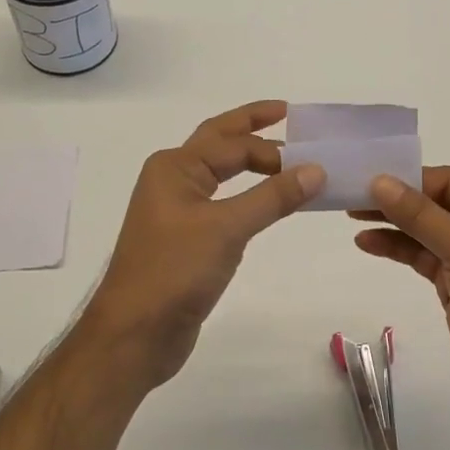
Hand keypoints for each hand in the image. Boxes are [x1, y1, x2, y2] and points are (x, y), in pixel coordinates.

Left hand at [80, 101, 323, 390]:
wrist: (133, 335)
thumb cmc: (174, 271)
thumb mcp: (227, 228)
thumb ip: (273, 197)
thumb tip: (316, 169)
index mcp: (174, 167)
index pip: (233, 145)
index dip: (273, 149)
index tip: (312, 161)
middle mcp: (172, 180)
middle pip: (218, 142)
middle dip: (251, 127)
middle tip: (287, 113)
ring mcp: (176, 210)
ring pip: (219, 173)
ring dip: (249, 162)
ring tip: (283, 155)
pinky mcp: (184, 239)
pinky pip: (221, 202)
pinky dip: (245, 194)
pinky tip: (264, 201)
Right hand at [353, 167, 449, 426]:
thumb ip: (422, 216)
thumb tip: (380, 181)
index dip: (410, 180)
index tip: (368, 179)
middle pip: (437, 203)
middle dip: (398, 201)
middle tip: (353, 196)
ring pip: (426, 229)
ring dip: (393, 224)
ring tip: (352, 217)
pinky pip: (423, 256)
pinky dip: (397, 248)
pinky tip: (368, 243)